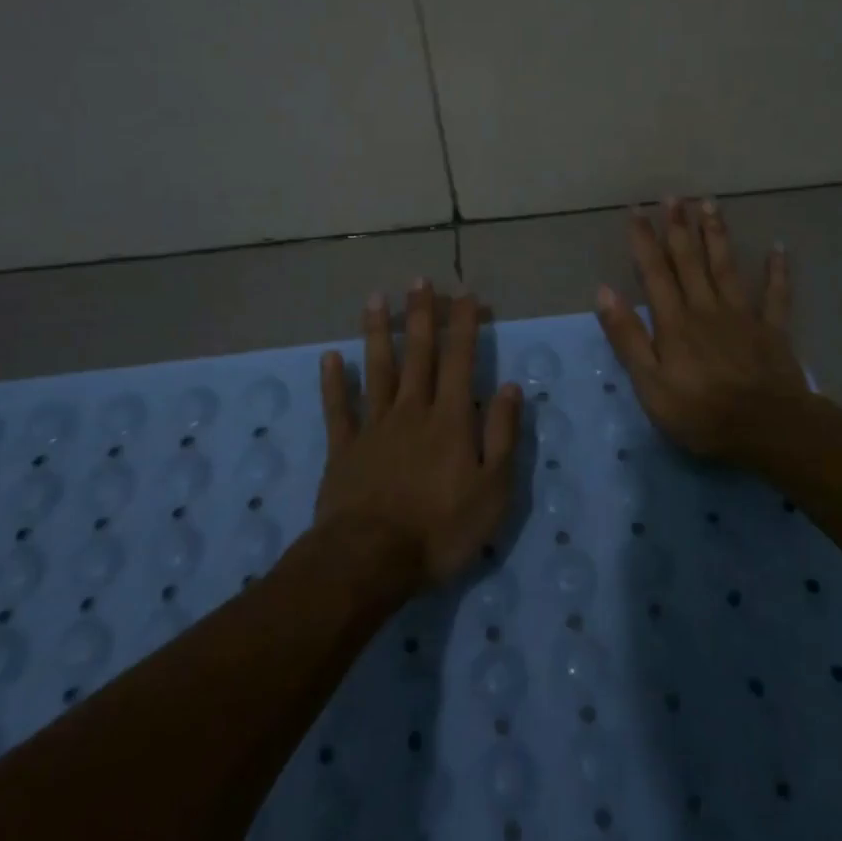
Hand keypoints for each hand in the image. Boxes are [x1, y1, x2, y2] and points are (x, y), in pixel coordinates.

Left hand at [314, 280, 522, 588]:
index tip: (465, 293)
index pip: (461, 360)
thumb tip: (512, 387)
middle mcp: (412, 411)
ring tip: (375, 299)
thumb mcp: (493, 489)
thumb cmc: (441, 528)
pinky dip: (334, 383)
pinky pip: (338, 409)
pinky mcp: (344, 450)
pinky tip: (330, 358)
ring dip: (377, 333)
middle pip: (418, 354)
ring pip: (377, 370)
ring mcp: (373, 427)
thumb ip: (503, 435)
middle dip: (420, 315)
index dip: (464, 324)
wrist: (370, 560)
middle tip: (419, 280)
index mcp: (451, 419)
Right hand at [595, 198, 809, 460]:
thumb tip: (604, 291)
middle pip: (690, 261)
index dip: (644, 240)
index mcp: (674, 322)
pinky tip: (778, 247)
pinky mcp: (772, 330)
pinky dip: (777, 270)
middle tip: (674, 196)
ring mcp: (742, 316)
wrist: (766, 429)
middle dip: (679, 227)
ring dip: (716, 234)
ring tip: (710, 203)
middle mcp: (706, 308)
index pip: (654, 272)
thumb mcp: (649, 383)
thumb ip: (628, 336)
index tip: (636, 210)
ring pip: (726, 267)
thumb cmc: (700, 412)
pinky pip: (775, 294)